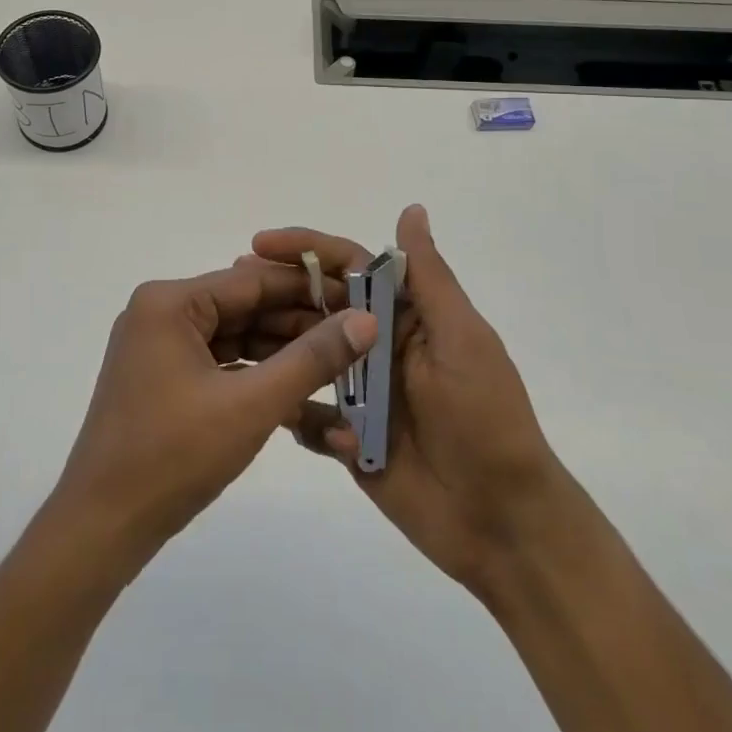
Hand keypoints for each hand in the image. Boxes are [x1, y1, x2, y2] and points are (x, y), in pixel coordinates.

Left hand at [49, 265, 377, 573]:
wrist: (102, 526)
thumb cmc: (174, 457)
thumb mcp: (252, 405)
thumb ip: (312, 359)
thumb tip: (366, 320)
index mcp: (169, 302)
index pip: (252, 280)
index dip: (309, 289)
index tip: (359, 299)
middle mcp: (160, 312)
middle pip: (242, 305)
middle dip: (297, 322)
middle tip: (356, 336)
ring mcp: (157, 345)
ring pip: (232, 335)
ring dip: (279, 349)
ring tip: (336, 360)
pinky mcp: (160, 377)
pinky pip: (217, 361)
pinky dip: (253, 372)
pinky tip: (296, 385)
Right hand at [248, 204, 560, 600]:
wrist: (500, 521)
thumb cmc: (484, 417)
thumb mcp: (461, 337)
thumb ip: (428, 276)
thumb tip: (411, 209)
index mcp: (405, 316)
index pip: (348, 267)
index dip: (304, 250)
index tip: (259, 244)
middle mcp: (377, 346)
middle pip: (317, 307)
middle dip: (275, 295)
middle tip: (230, 290)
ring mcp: (360, 394)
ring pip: (304, 358)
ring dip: (276, 351)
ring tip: (238, 350)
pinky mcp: (347, 438)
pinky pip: (306, 415)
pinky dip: (294, 413)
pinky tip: (283, 415)